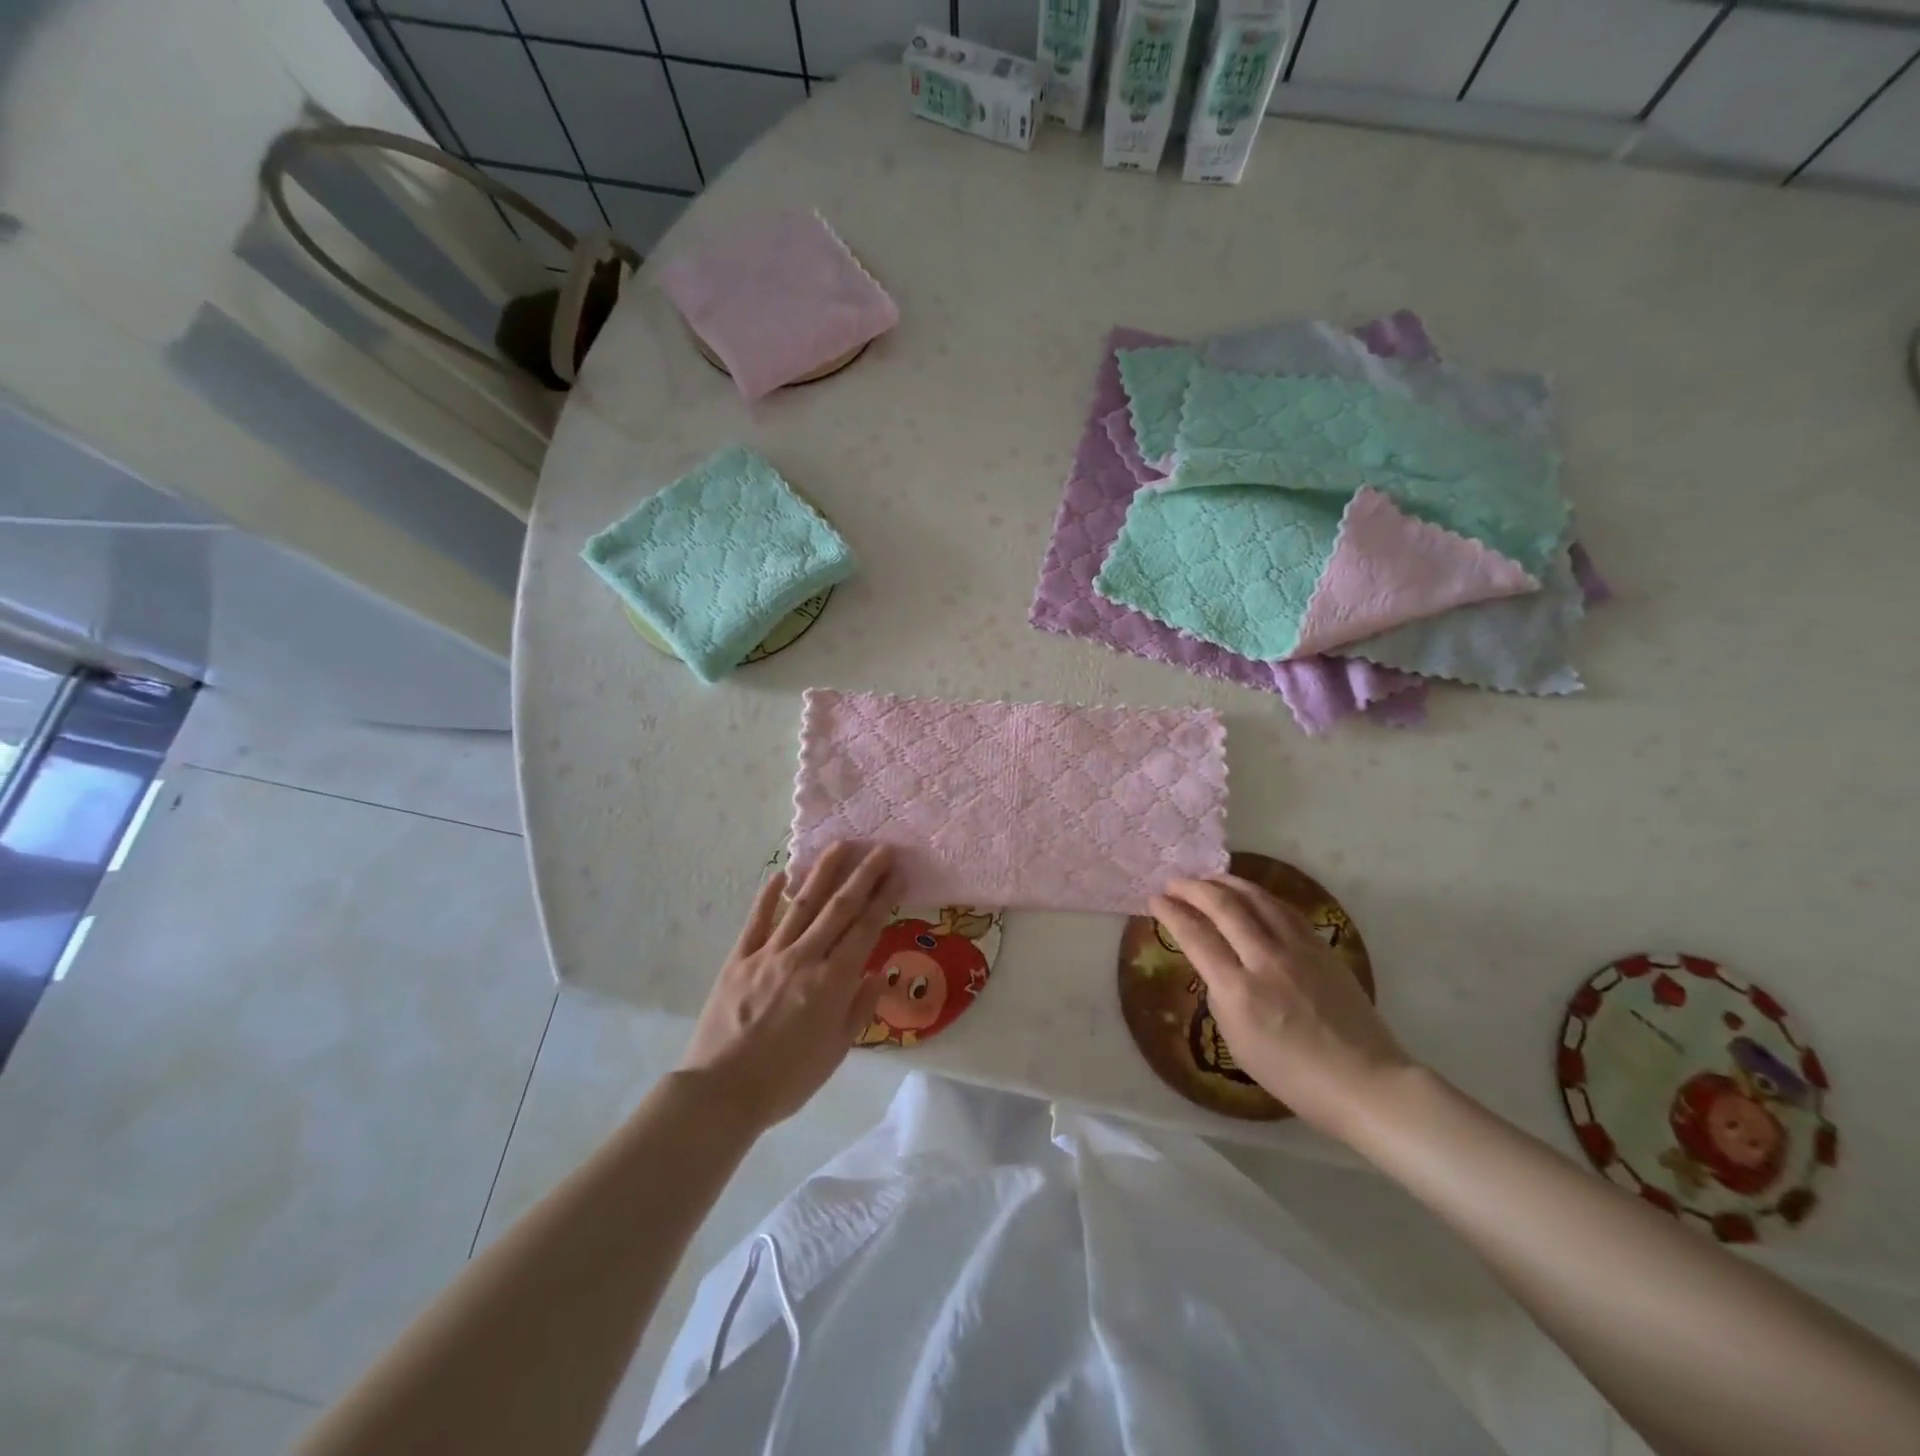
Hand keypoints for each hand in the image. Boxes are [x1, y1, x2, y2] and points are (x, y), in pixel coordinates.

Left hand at [679, 842, 894, 1132]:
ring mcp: (768, 954)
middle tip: (880, 848)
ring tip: (840, 845)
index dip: (884, 898)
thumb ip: (859, 1008)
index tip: (897, 873)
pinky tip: (780, 875)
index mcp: (832, 981)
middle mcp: (804, 958)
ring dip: (823, 872)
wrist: (722, 1092)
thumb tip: (877, 973)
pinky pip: (756, 921)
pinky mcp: (738, 960)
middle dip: (863, 874)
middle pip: (839, 907)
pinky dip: (768, 897)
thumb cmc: (787, 1079)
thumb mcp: (836, 1051)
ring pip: (801, 904)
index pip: (865, 928)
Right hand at [1150, 875, 1414, 1141]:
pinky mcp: (1322, 947)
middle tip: (1174, 882)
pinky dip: (1260, 895)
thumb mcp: (1237, 1042)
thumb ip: (1220, 996)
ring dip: (1226, 882)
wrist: (1364, 1081)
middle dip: (1193, 888)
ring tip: (1208, 878)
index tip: (1155, 899)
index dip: (1171, 912)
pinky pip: (1284, 909)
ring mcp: (1298, 950)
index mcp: (1238, 991)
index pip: (1196, 936)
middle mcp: (1266, 960)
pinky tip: (1250, 894)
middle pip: (1224, 906)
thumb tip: (1216, 966)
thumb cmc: (1293, 1075)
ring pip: (1257, 898)